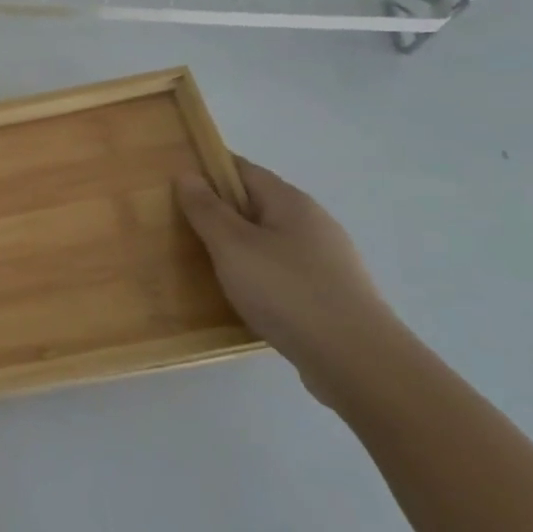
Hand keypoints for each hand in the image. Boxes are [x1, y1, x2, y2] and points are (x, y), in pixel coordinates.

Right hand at [177, 158, 405, 407]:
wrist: (357, 361)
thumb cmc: (287, 291)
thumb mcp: (233, 246)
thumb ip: (207, 209)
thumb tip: (187, 174)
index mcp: (291, 202)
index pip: (243, 169)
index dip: (208, 171)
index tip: (175, 186)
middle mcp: (313, 223)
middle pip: (257, 204)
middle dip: (220, 212)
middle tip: (180, 228)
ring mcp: (326, 260)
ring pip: (269, 240)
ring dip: (238, 247)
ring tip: (204, 265)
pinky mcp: (330, 294)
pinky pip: (282, 271)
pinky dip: (257, 274)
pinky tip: (241, 296)